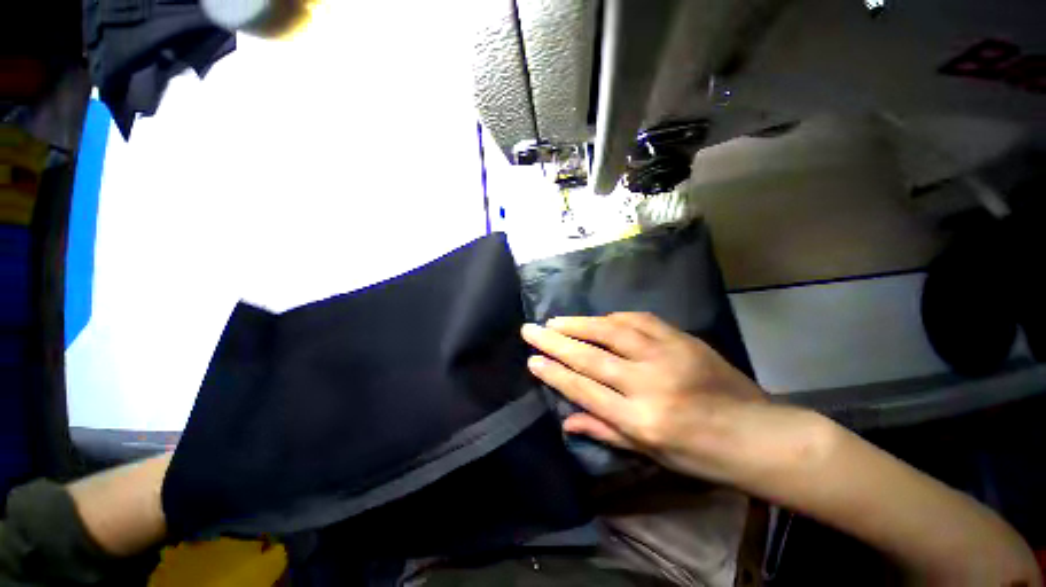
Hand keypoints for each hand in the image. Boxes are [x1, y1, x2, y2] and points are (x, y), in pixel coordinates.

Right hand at [521, 312, 767, 482]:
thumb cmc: (701, 455)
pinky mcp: (682, 339)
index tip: (532, 359)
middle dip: (555, 341)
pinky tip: (599, 318)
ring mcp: (667, 356)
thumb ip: (605, 431)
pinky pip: (640, 320)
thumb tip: (565, 420)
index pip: (584, 390)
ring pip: (612, 331)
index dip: (554, 373)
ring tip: (556, 320)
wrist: (759, 435)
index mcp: (641, 421)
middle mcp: (649, 384)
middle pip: (591, 357)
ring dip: (580, 323)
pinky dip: (614, 317)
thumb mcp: (651, 454)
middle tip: (530, 329)